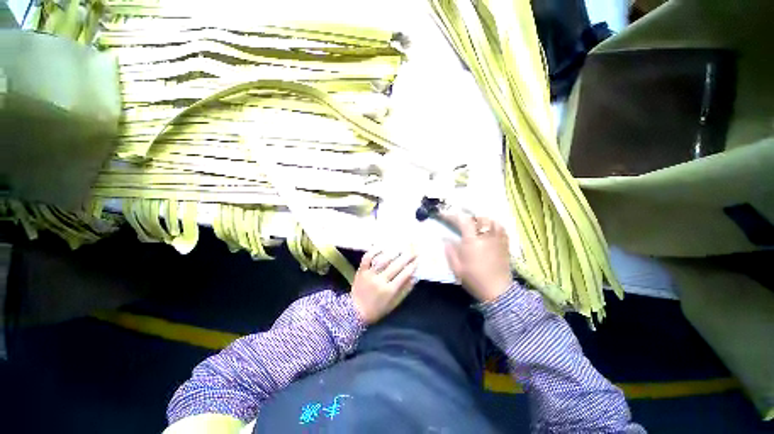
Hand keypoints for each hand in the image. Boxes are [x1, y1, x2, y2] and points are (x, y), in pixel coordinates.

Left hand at [351, 250, 417, 323]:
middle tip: (414, 248)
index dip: (412, 265)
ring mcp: (370, 275)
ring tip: (401, 245)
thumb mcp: (393, 304)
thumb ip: (404, 290)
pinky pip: (367, 258)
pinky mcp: (361, 271)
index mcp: (389, 291)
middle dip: (407, 256)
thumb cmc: (377, 309)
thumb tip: (415, 277)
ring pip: (383, 260)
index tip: (418, 258)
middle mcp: (380, 281)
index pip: (404, 275)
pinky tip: (381, 246)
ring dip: (393, 251)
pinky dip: (374, 251)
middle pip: (396, 266)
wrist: (355, 312)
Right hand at [440, 211, 512, 302]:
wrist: (498, 291)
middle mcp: (486, 237)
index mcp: (472, 242)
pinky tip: (489, 229)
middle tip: (461, 221)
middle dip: (468, 217)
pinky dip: (494, 225)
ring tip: (476, 224)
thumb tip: (445, 239)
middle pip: (478, 218)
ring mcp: (497, 239)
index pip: (463, 221)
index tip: (446, 215)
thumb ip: (450, 251)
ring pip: (492, 221)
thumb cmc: (474, 279)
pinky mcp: (505, 244)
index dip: (453, 216)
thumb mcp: (456, 267)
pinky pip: (501, 228)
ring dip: (482, 219)